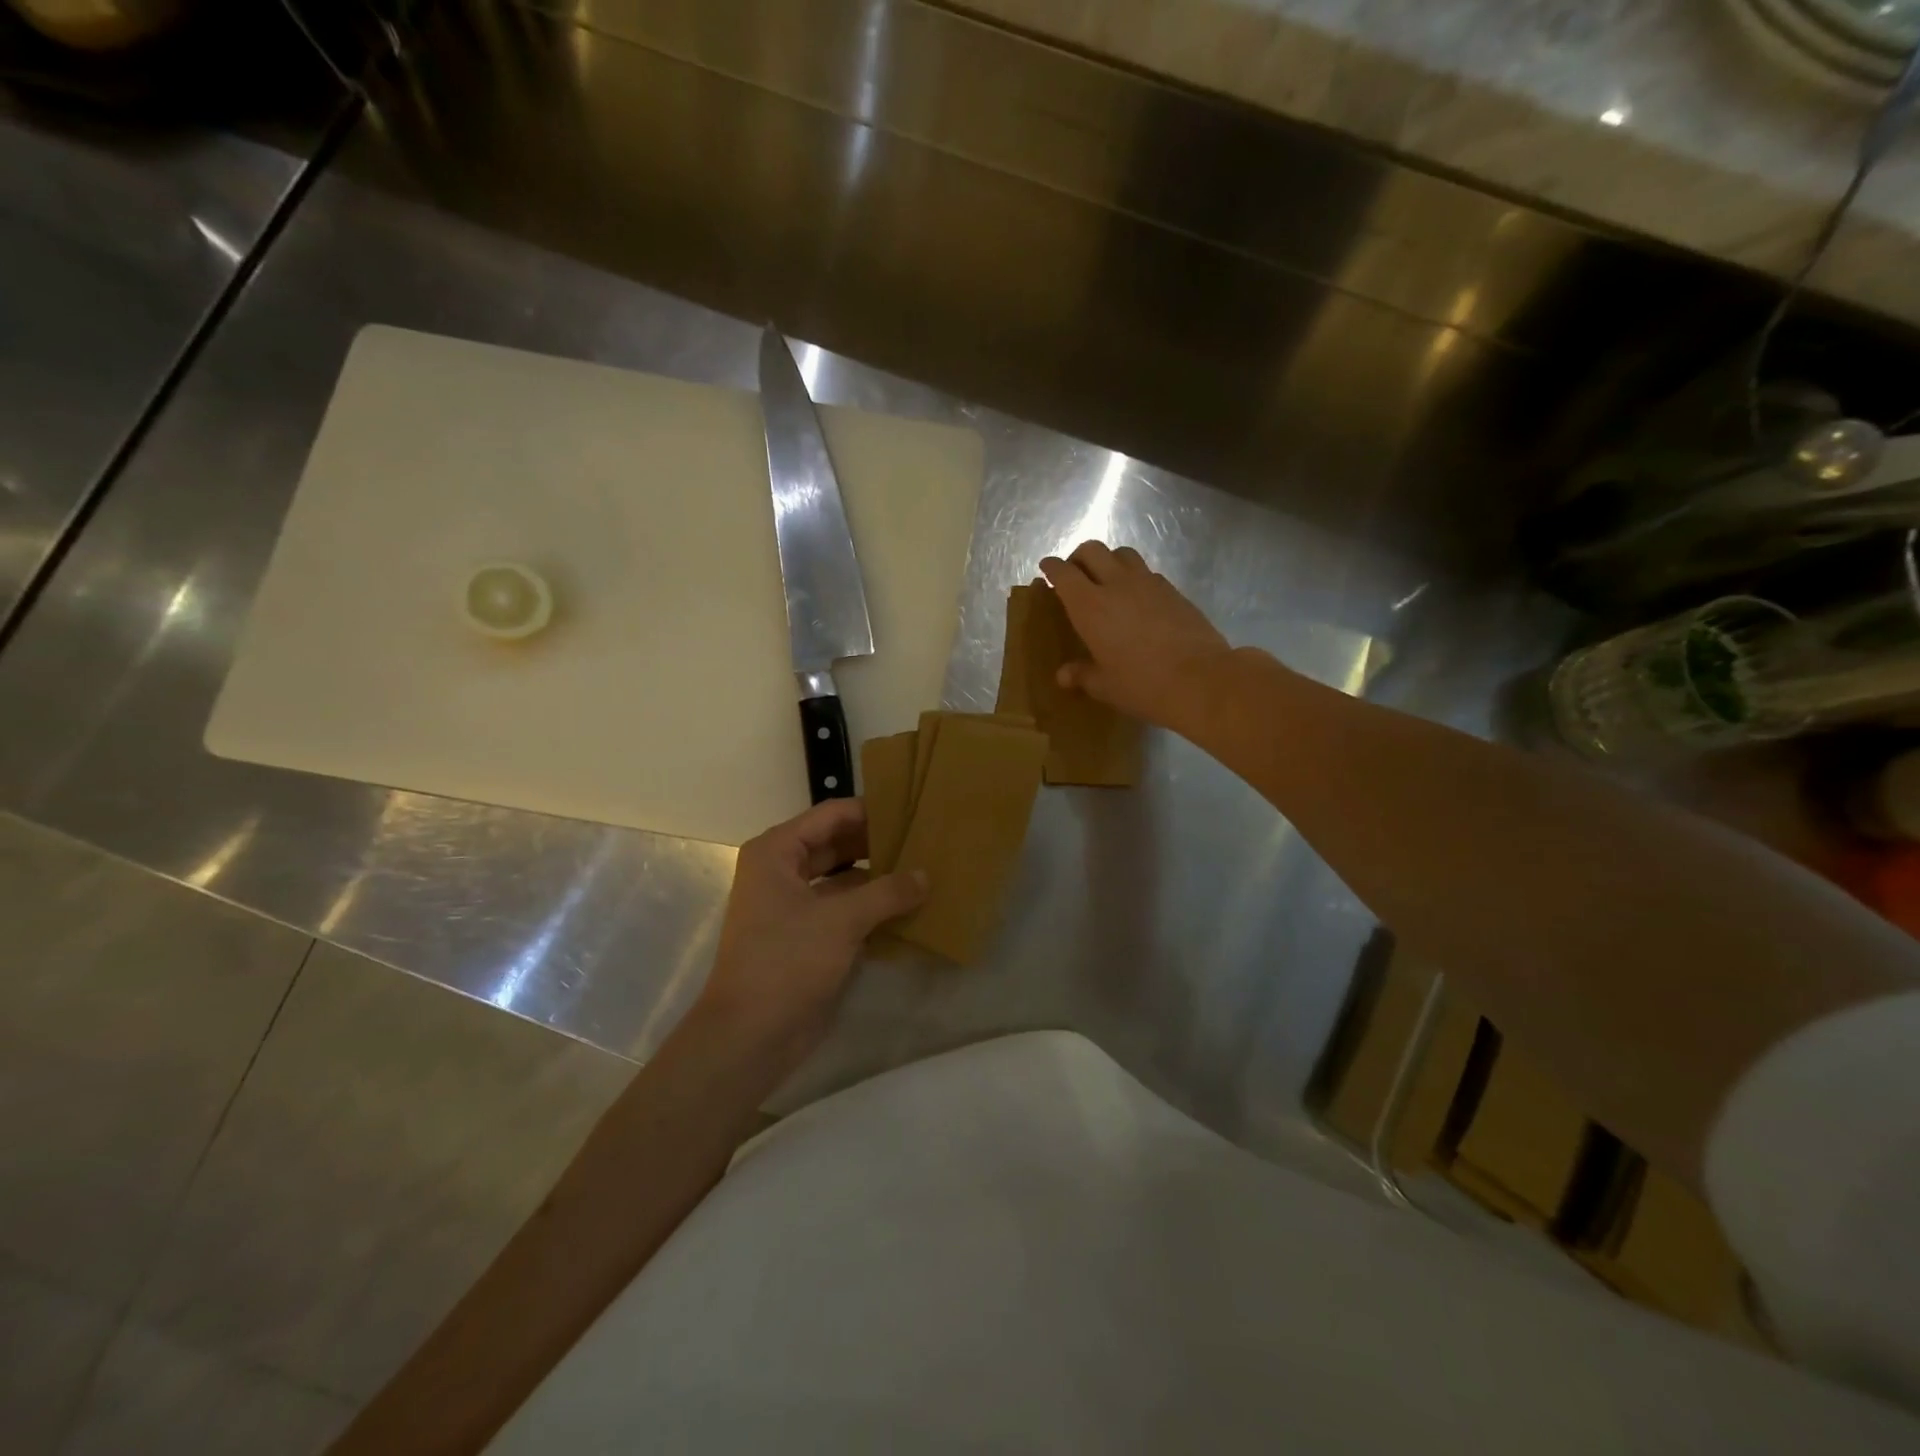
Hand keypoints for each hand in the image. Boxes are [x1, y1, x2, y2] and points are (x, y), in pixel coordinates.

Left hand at [697, 799, 926, 1057]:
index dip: (871, 811)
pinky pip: (845, 909)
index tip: (913, 811)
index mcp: (777, 852)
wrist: (750, 1036)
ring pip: (844, 879)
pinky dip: (872, 907)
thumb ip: (887, 892)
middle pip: (838, 844)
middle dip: (879, 845)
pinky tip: (910, 908)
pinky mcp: (807, 936)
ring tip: (925, 871)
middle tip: (926, 842)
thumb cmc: (787, 962)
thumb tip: (925, 875)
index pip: (832, 815)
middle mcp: (783, 871)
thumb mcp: (842, 920)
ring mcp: (794, 905)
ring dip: (879, 878)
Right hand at [1039, 541, 1232, 731]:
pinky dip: (1135, 577)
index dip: (1052, 567)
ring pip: (1122, 554)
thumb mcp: (1105, 686)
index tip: (1046, 569)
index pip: (1063, 573)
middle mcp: (1116, 584)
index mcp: (1090, 606)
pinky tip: (1138, 599)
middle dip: (1078, 557)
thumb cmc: (1142, 685)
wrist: (1201, 679)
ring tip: (1107, 581)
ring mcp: (1148, 583)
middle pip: (1092, 550)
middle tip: (1075, 575)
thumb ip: (1082, 675)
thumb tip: (1063, 676)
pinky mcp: (1173, 590)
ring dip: (1109, 560)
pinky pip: (1147, 572)